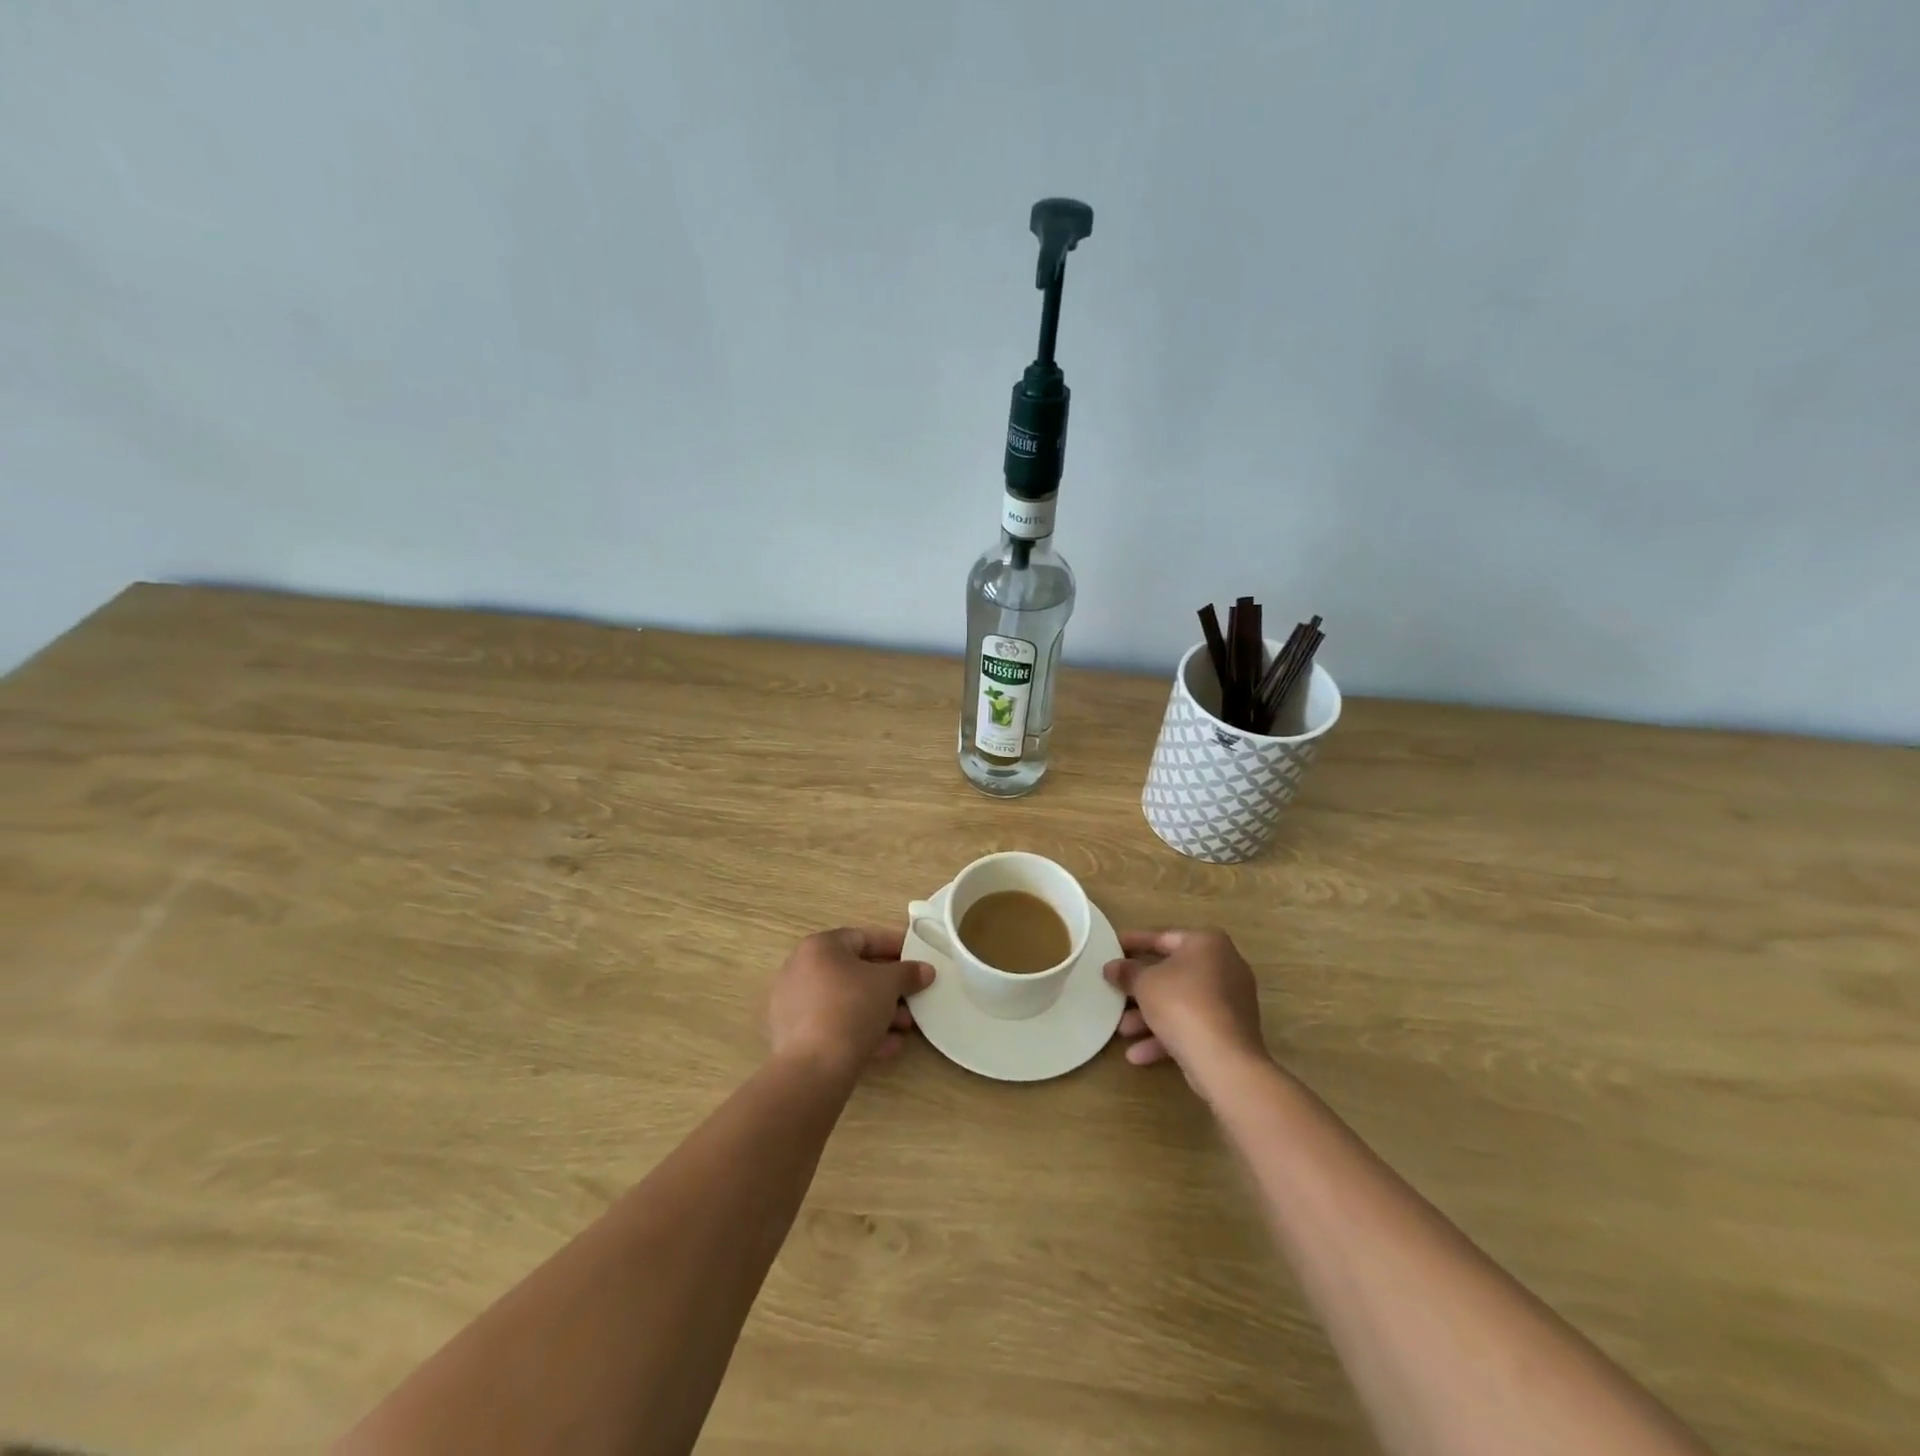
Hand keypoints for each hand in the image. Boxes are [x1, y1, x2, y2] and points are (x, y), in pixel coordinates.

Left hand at [768, 927, 934, 1078]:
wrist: (813, 1068)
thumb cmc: (851, 1008)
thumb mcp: (888, 985)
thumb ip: (908, 973)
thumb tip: (925, 970)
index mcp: (819, 947)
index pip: (864, 938)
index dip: (894, 946)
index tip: (917, 958)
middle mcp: (801, 969)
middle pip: (855, 972)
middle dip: (889, 987)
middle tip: (913, 998)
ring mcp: (794, 1004)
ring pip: (846, 1001)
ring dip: (879, 1012)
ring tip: (904, 1028)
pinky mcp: (794, 1035)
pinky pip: (833, 1024)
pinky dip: (859, 1031)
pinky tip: (886, 1047)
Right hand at [1105, 928, 1268, 1096]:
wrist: (1225, 1061)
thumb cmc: (1182, 1004)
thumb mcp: (1144, 983)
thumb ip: (1127, 972)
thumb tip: (1112, 967)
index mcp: (1207, 943)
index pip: (1163, 937)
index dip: (1134, 942)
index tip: (1112, 947)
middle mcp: (1225, 966)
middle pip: (1172, 973)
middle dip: (1140, 988)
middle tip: (1115, 990)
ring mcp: (1231, 1001)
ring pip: (1181, 1002)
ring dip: (1149, 1016)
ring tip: (1122, 1031)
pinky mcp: (1231, 1032)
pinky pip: (1193, 1025)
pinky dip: (1166, 1035)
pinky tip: (1138, 1055)